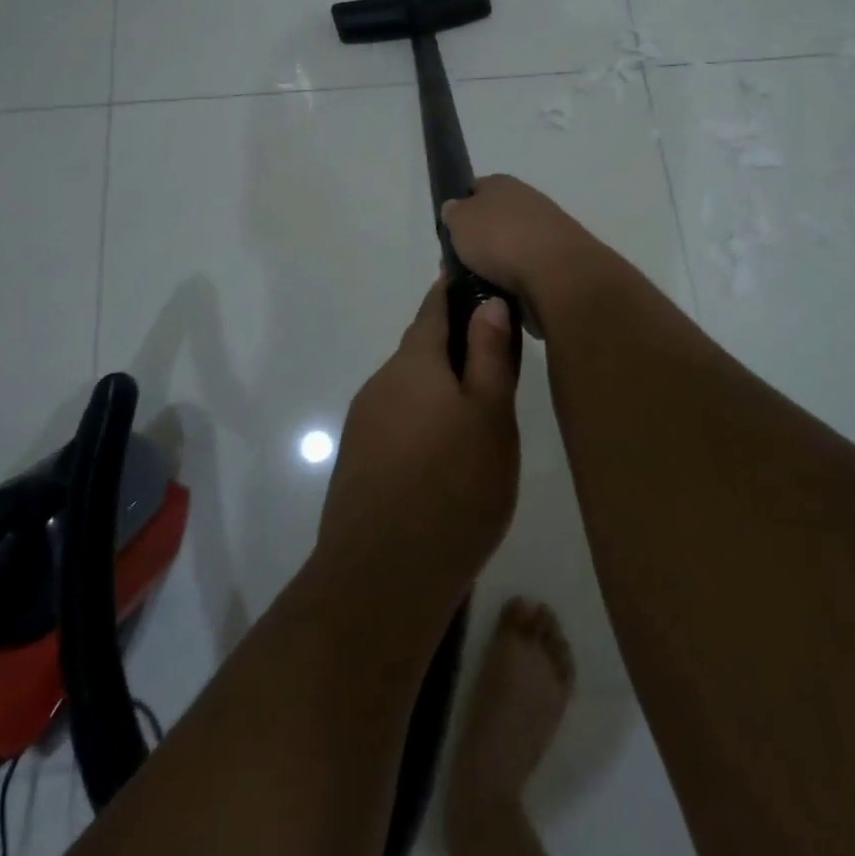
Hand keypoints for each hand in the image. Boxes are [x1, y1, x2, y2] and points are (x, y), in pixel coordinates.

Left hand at [315, 279, 519, 610]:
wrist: (382, 577)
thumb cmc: (454, 487)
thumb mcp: (491, 416)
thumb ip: (490, 355)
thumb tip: (487, 301)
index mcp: (413, 363)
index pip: (432, 307)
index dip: (453, 290)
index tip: (474, 278)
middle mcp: (381, 383)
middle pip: (419, 349)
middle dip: (453, 344)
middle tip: (496, 357)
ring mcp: (363, 422)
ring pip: (408, 388)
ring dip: (438, 387)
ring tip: (477, 412)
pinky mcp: (358, 460)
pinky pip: (397, 420)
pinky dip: (422, 419)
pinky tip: (444, 453)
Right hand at [441, 175, 606, 336]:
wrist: (555, 272)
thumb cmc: (499, 238)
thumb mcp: (458, 220)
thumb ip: (453, 213)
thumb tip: (455, 209)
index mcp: (502, 183)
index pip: (475, 189)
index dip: (461, 209)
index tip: (450, 233)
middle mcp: (528, 200)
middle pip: (495, 220)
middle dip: (480, 242)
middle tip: (462, 266)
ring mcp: (548, 231)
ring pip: (512, 247)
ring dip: (499, 265)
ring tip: (482, 286)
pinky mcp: (561, 261)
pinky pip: (528, 271)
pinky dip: (517, 282)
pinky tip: (506, 295)